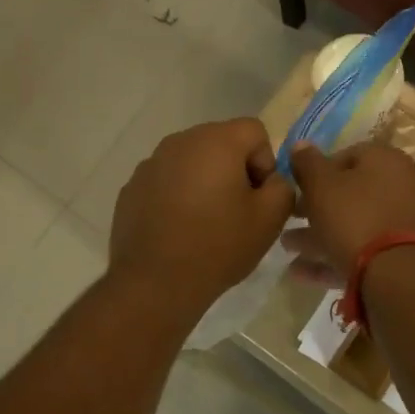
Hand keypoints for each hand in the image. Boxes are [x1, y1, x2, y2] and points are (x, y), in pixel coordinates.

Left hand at [110, 118, 294, 314]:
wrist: (155, 283)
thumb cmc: (218, 246)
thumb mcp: (270, 219)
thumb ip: (283, 187)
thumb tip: (272, 180)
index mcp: (215, 141)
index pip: (254, 131)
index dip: (266, 163)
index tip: (259, 198)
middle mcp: (179, 142)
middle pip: (220, 143)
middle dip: (235, 170)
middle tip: (237, 212)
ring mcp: (150, 164)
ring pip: (191, 162)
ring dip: (204, 183)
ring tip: (206, 223)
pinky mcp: (131, 188)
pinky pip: (166, 181)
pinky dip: (177, 197)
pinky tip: (179, 230)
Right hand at [286, 143, 414, 285]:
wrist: (396, 272)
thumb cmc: (354, 217)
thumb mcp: (321, 186)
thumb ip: (307, 163)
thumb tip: (300, 144)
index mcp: (385, 160)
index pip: (346, 155)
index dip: (317, 171)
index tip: (297, 189)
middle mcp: (401, 185)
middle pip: (351, 193)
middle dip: (316, 208)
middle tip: (289, 219)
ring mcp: (404, 222)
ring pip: (355, 224)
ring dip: (319, 235)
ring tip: (287, 247)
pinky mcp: (401, 254)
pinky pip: (363, 250)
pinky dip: (334, 257)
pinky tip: (301, 272)